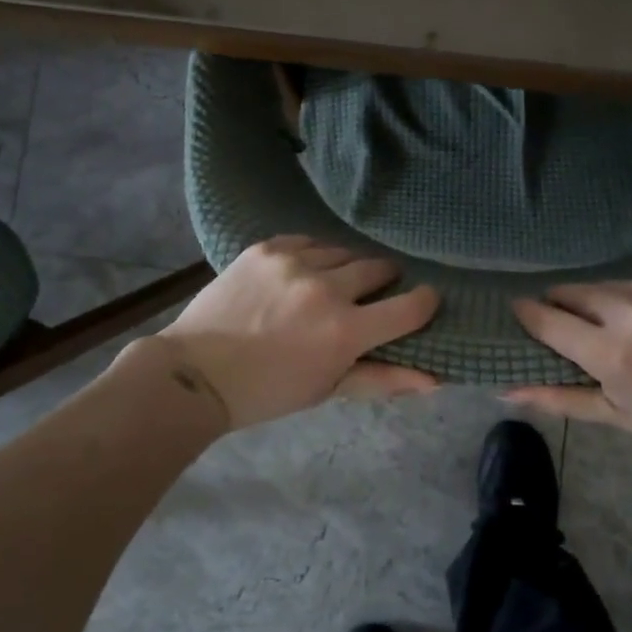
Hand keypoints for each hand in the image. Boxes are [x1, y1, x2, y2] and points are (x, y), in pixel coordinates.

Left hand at [155, 236, 439, 430]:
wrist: (196, 372)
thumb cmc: (268, 391)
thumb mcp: (328, 389)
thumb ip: (383, 379)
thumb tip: (435, 380)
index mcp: (345, 330)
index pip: (410, 306)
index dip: (425, 302)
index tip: (424, 300)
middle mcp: (325, 287)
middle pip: (378, 268)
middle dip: (383, 281)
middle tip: (370, 296)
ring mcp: (293, 262)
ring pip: (342, 251)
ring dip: (346, 268)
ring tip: (332, 284)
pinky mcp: (266, 248)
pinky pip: (307, 240)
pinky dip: (313, 254)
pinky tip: (303, 271)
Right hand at [506, 274, 631, 470]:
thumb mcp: (618, 417)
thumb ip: (558, 398)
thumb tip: (504, 390)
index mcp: (612, 352)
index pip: (550, 320)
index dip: (529, 314)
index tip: (517, 310)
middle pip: (578, 292)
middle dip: (564, 303)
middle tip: (567, 320)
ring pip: (615, 285)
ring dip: (606, 301)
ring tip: (620, 325)